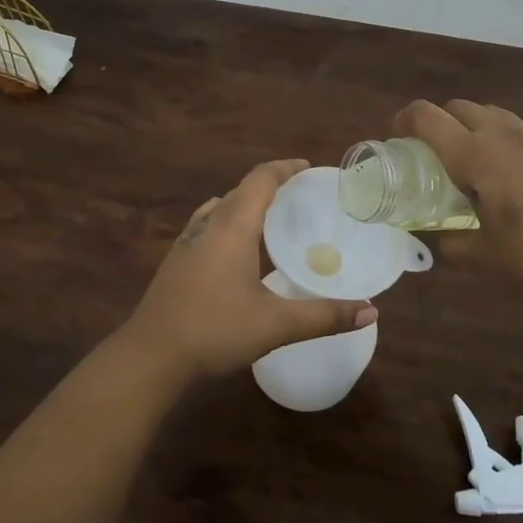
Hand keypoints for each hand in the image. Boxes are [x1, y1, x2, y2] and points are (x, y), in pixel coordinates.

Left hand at [124, 158, 377, 382]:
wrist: (151, 355)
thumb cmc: (215, 330)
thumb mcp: (276, 324)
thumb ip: (324, 316)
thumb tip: (371, 310)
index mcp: (232, 227)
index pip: (259, 180)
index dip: (284, 168)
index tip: (307, 167)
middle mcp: (208, 225)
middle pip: (240, 191)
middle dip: (269, 187)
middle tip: (299, 197)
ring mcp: (187, 242)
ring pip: (220, 209)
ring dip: (246, 205)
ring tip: (272, 220)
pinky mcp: (176, 261)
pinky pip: (207, 227)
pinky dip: (228, 224)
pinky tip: (237, 251)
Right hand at [394, 100, 522, 308]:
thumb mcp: (482, 258)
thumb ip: (449, 243)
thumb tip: (434, 238)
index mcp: (475, 155)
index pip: (426, 117)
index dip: (402, 121)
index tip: (395, 141)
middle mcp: (501, 135)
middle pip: (457, 107)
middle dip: (435, 123)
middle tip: (429, 156)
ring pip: (488, 112)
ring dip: (468, 126)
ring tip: (466, 162)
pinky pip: (514, 126)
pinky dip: (497, 135)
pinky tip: (505, 171)